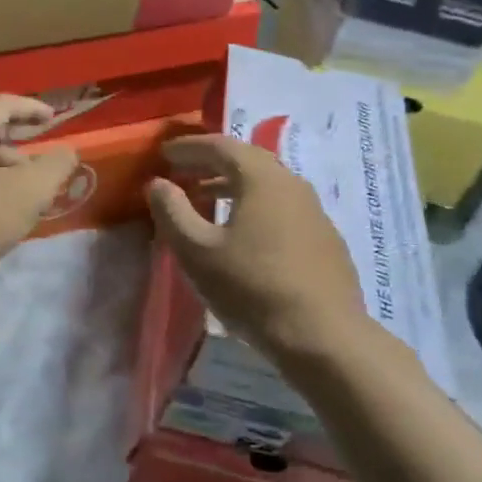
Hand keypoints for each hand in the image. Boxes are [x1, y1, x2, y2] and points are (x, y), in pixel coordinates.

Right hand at [147, 134, 369, 365]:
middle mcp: (292, 184)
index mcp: (262, 178)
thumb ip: (172, 212)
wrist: (322, 335)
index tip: (164, 153)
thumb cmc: (251, 288)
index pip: (220, 146)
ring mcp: (314, 212)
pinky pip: (281, 208)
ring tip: (205, 201)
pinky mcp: (324, 239)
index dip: (189, 147)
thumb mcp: (197, 251)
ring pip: (266, 186)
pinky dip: (254, 208)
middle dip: (210, 163)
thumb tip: (158, 184)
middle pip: (247, 161)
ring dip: (232, 187)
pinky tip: (242, 234)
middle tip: (182, 172)